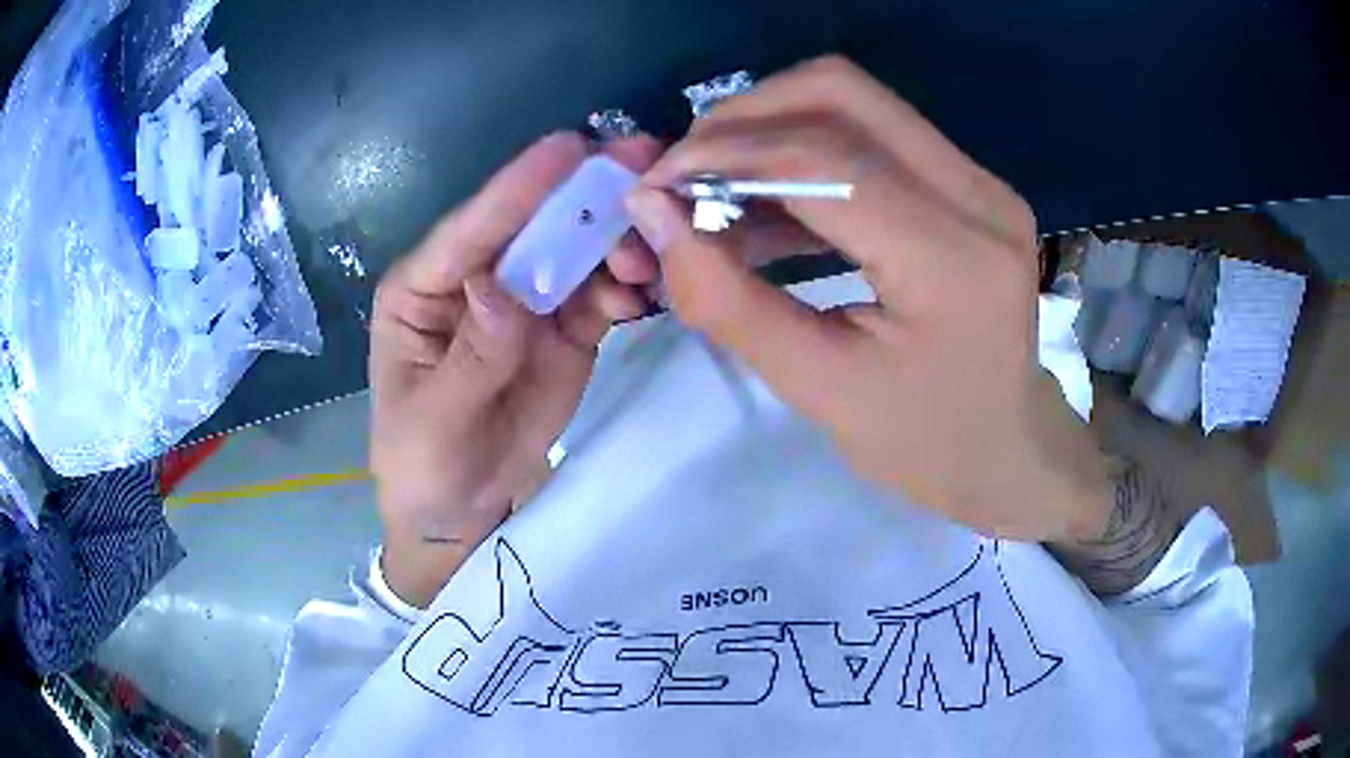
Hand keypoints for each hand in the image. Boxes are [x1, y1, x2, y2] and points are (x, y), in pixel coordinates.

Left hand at [371, 132, 660, 606]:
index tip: (568, 148)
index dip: (518, 189)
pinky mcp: (562, 329)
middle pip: (530, 227)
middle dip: (583, 197)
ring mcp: (524, 302)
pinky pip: (597, 294)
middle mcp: (475, 280)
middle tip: (641, 163)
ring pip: (573, 253)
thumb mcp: (435, 420)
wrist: (462, 509)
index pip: (470, 231)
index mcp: (424, 289)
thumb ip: (471, 356)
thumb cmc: (423, 462)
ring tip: (646, 256)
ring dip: (613, 243)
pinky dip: (622, 287)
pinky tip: (639, 294)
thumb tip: (497, 289)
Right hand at [624, 57, 1112, 542]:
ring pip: (853, 100)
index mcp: (953, 259)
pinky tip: (767, 202)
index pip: (822, 158)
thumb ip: (729, 302)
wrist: (1011, 448)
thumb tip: (654, 218)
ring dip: (769, 127)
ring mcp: (980, 180)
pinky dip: (803, 148)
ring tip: (717, 189)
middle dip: (743, 118)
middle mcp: (977, 194)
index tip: (655, 185)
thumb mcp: (821, 391)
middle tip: (689, 174)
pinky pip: (872, 131)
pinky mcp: (969, 181)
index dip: (723, 155)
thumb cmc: (926, 444)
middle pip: (839, 91)